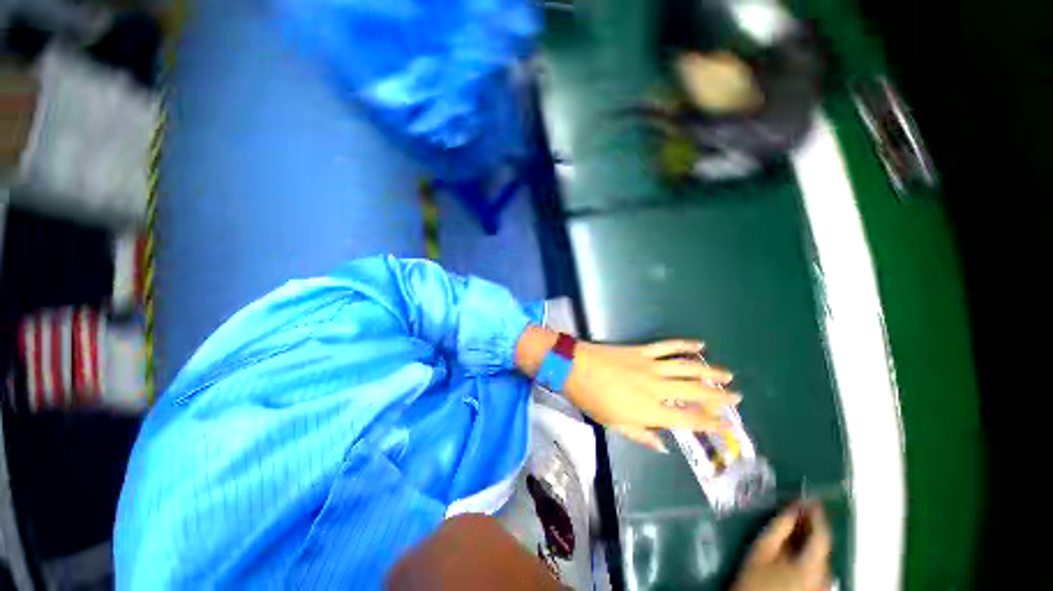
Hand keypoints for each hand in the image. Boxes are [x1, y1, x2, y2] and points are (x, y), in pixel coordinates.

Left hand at [566, 339, 737, 451]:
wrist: (574, 366)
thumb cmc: (591, 398)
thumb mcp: (613, 424)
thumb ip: (640, 435)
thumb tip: (663, 447)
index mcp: (649, 409)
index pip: (688, 419)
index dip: (710, 422)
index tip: (727, 425)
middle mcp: (656, 387)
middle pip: (694, 391)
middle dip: (718, 396)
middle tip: (737, 397)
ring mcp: (650, 365)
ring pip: (687, 368)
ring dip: (709, 370)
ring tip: (727, 374)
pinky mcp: (641, 350)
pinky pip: (667, 346)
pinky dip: (684, 345)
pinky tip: (699, 344)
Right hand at [732, 502, 832, 590]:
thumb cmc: (755, 580)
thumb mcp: (762, 549)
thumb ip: (779, 527)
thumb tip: (792, 507)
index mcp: (813, 566)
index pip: (822, 534)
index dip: (816, 513)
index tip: (808, 496)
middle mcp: (825, 577)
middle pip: (822, 545)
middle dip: (809, 525)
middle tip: (794, 508)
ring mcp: (823, 586)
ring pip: (819, 556)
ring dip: (807, 538)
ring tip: (791, 524)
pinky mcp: (816, 590)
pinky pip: (816, 566)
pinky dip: (807, 552)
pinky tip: (792, 546)